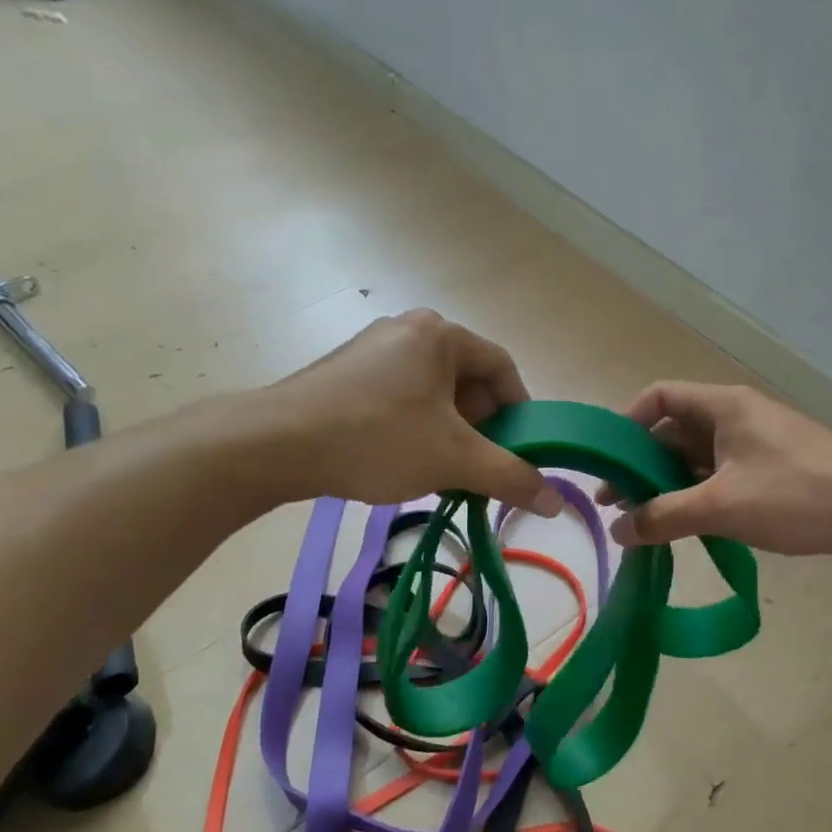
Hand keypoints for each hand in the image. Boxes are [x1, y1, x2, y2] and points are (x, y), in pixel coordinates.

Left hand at [264, 310, 562, 512]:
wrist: (275, 444)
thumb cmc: (377, 439)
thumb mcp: (454, 460)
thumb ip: (510, 477)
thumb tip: (556, 503)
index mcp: (440, 334)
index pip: (502, 368)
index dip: (519, 412)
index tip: (519, 450)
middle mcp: (408, 329)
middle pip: (468, 379)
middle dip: (480, 426)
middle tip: (477, 465)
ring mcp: (372, 348)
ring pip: (433, 391)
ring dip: (448, 430)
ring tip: (439, 469)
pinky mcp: (346, 371)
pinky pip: (400, 395)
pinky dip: (415, 425)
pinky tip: (401, 458)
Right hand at [603, 382, 831, 560]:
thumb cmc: (797, 495)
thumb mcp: (722, 506)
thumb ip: (663, 517)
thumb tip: (616, 531)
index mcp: (722, 406)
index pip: (658, 396)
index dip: (627, 423)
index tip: (607, 462)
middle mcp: (736, 416)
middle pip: (673, 430)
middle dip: (642, 465)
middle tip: (616, 505)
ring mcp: (756, 444)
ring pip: (697, 458)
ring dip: (669, 486)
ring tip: (643, 523)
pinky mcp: (773, 471)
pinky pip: (721, 477)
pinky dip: (698, 497)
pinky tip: (685, 528)